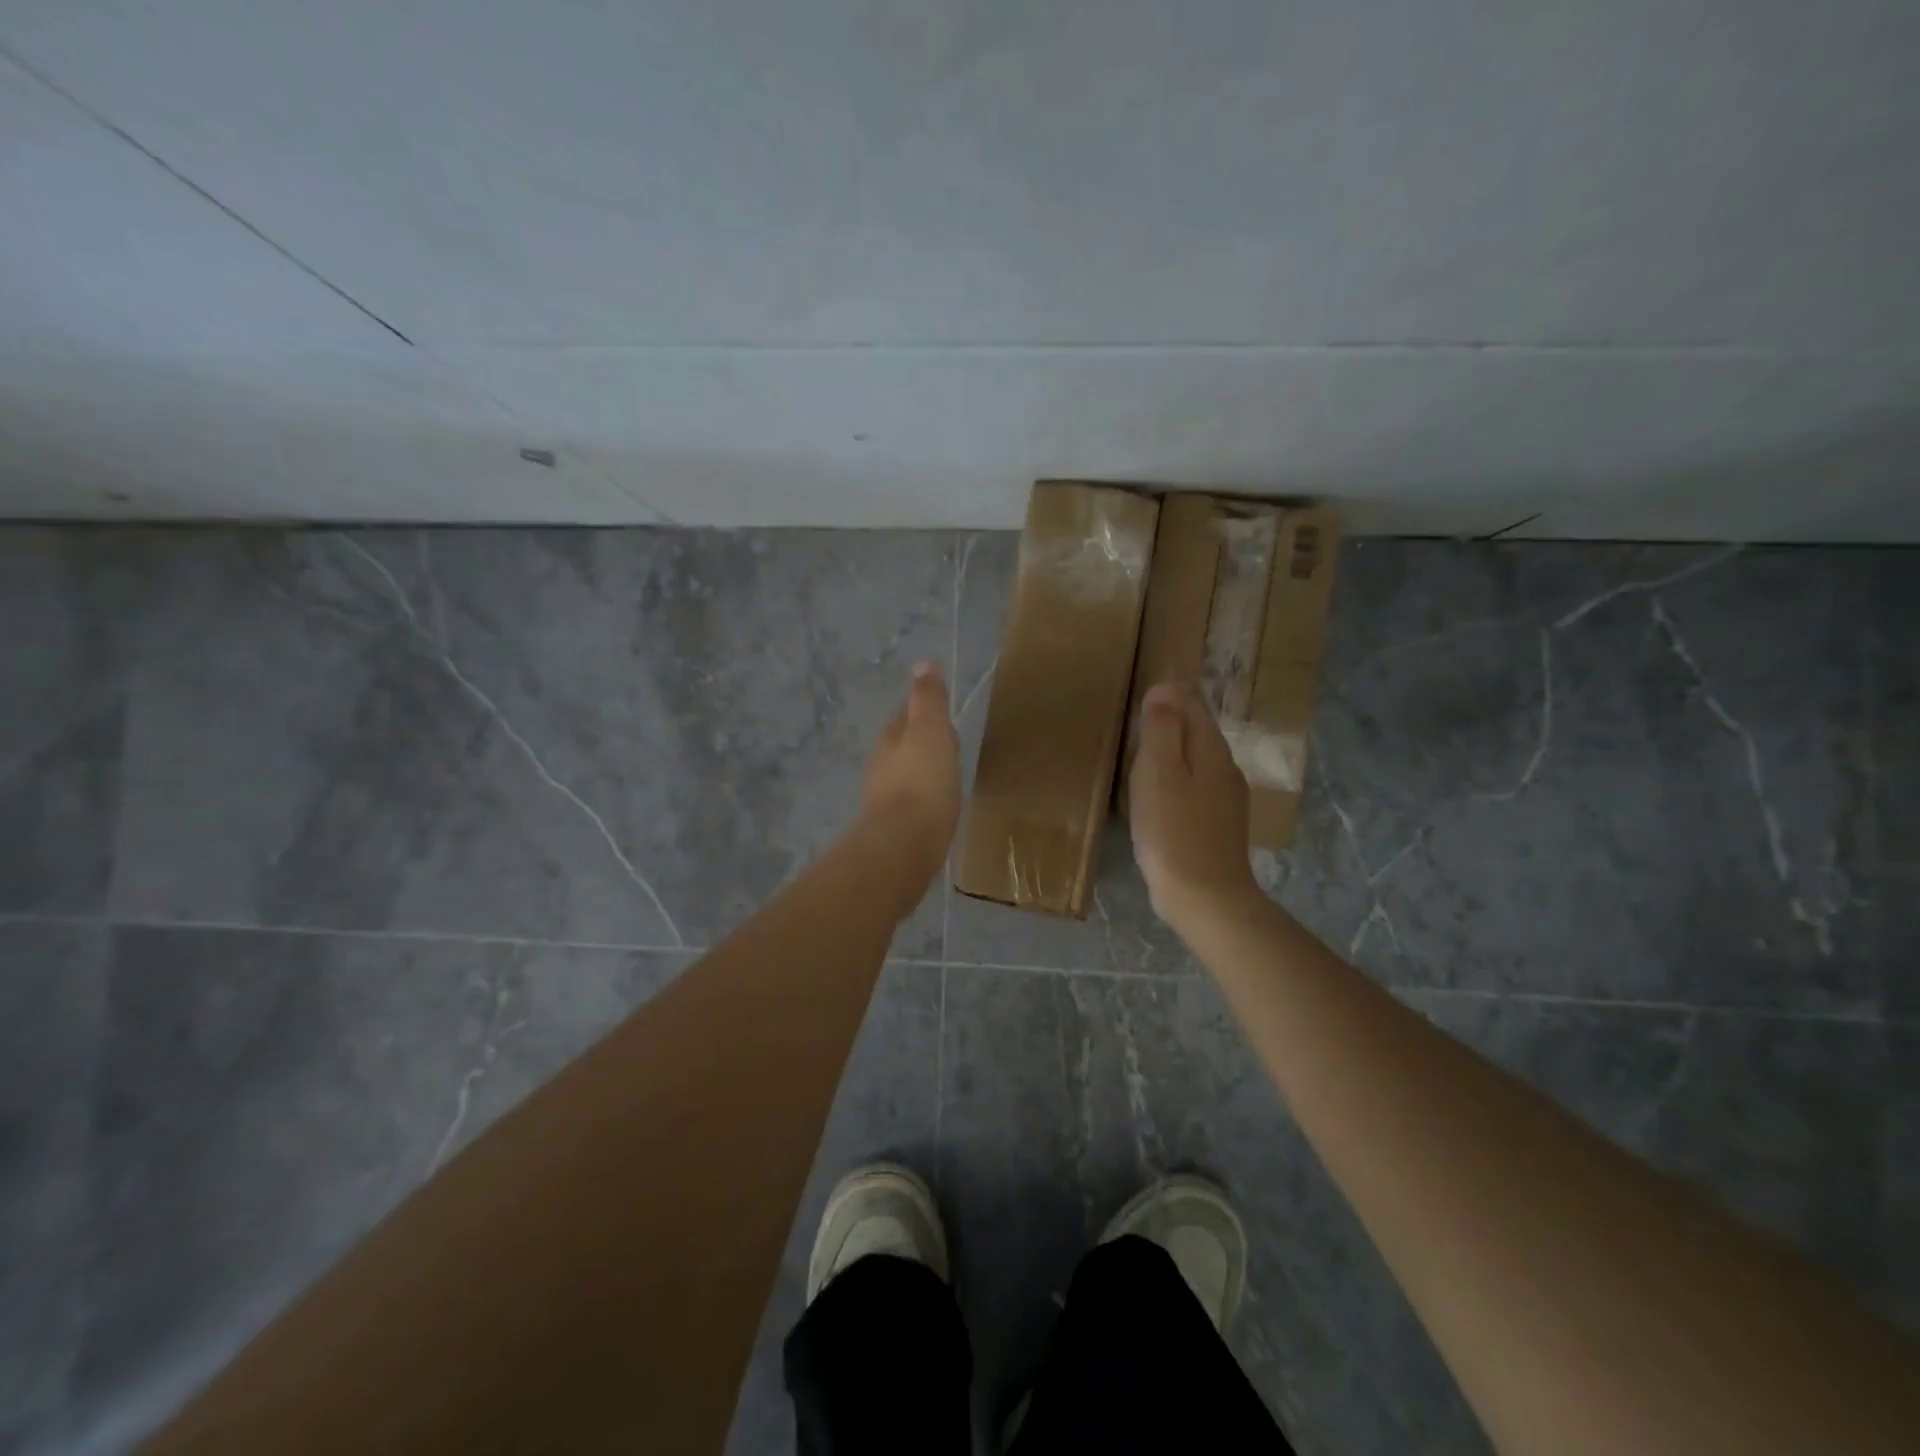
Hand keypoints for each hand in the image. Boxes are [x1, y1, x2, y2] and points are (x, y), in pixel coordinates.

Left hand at [858, 661, 962, 892]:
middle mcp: (881, 766)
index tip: (945, 716)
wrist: (904, 845)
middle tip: (951, 747)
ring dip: (924, 773)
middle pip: (905, 746)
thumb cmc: (922, 782)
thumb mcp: (930, 731)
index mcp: (889, 739)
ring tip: (948, 777)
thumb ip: (928, 699)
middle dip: (925, 744)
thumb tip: (923, 664)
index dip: (926, 712)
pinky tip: (938, 808)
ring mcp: (885, 799)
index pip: (906, 716)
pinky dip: (926, 799)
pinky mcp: (895, 828)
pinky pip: (914, 804)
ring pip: (908, 775)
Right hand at [1129, 680, 1259, 925]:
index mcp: (1211, 750)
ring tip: (1147, 744)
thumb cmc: (1173, 831)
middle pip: (1200, 730)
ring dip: (1176, 746)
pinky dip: (1178, 774)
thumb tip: (1165, 690)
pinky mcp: (1218, 824)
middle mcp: (1225, 769)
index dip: (1173, 690)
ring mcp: (1226, 799)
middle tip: (1145, 707)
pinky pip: (1196, 784)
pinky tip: (1162, 790)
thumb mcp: (1158, 773)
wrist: (1206, 897)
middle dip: (1176, 715)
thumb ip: (1162, 729)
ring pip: (1199, 758)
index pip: (1194, 704)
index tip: (1150, 682)